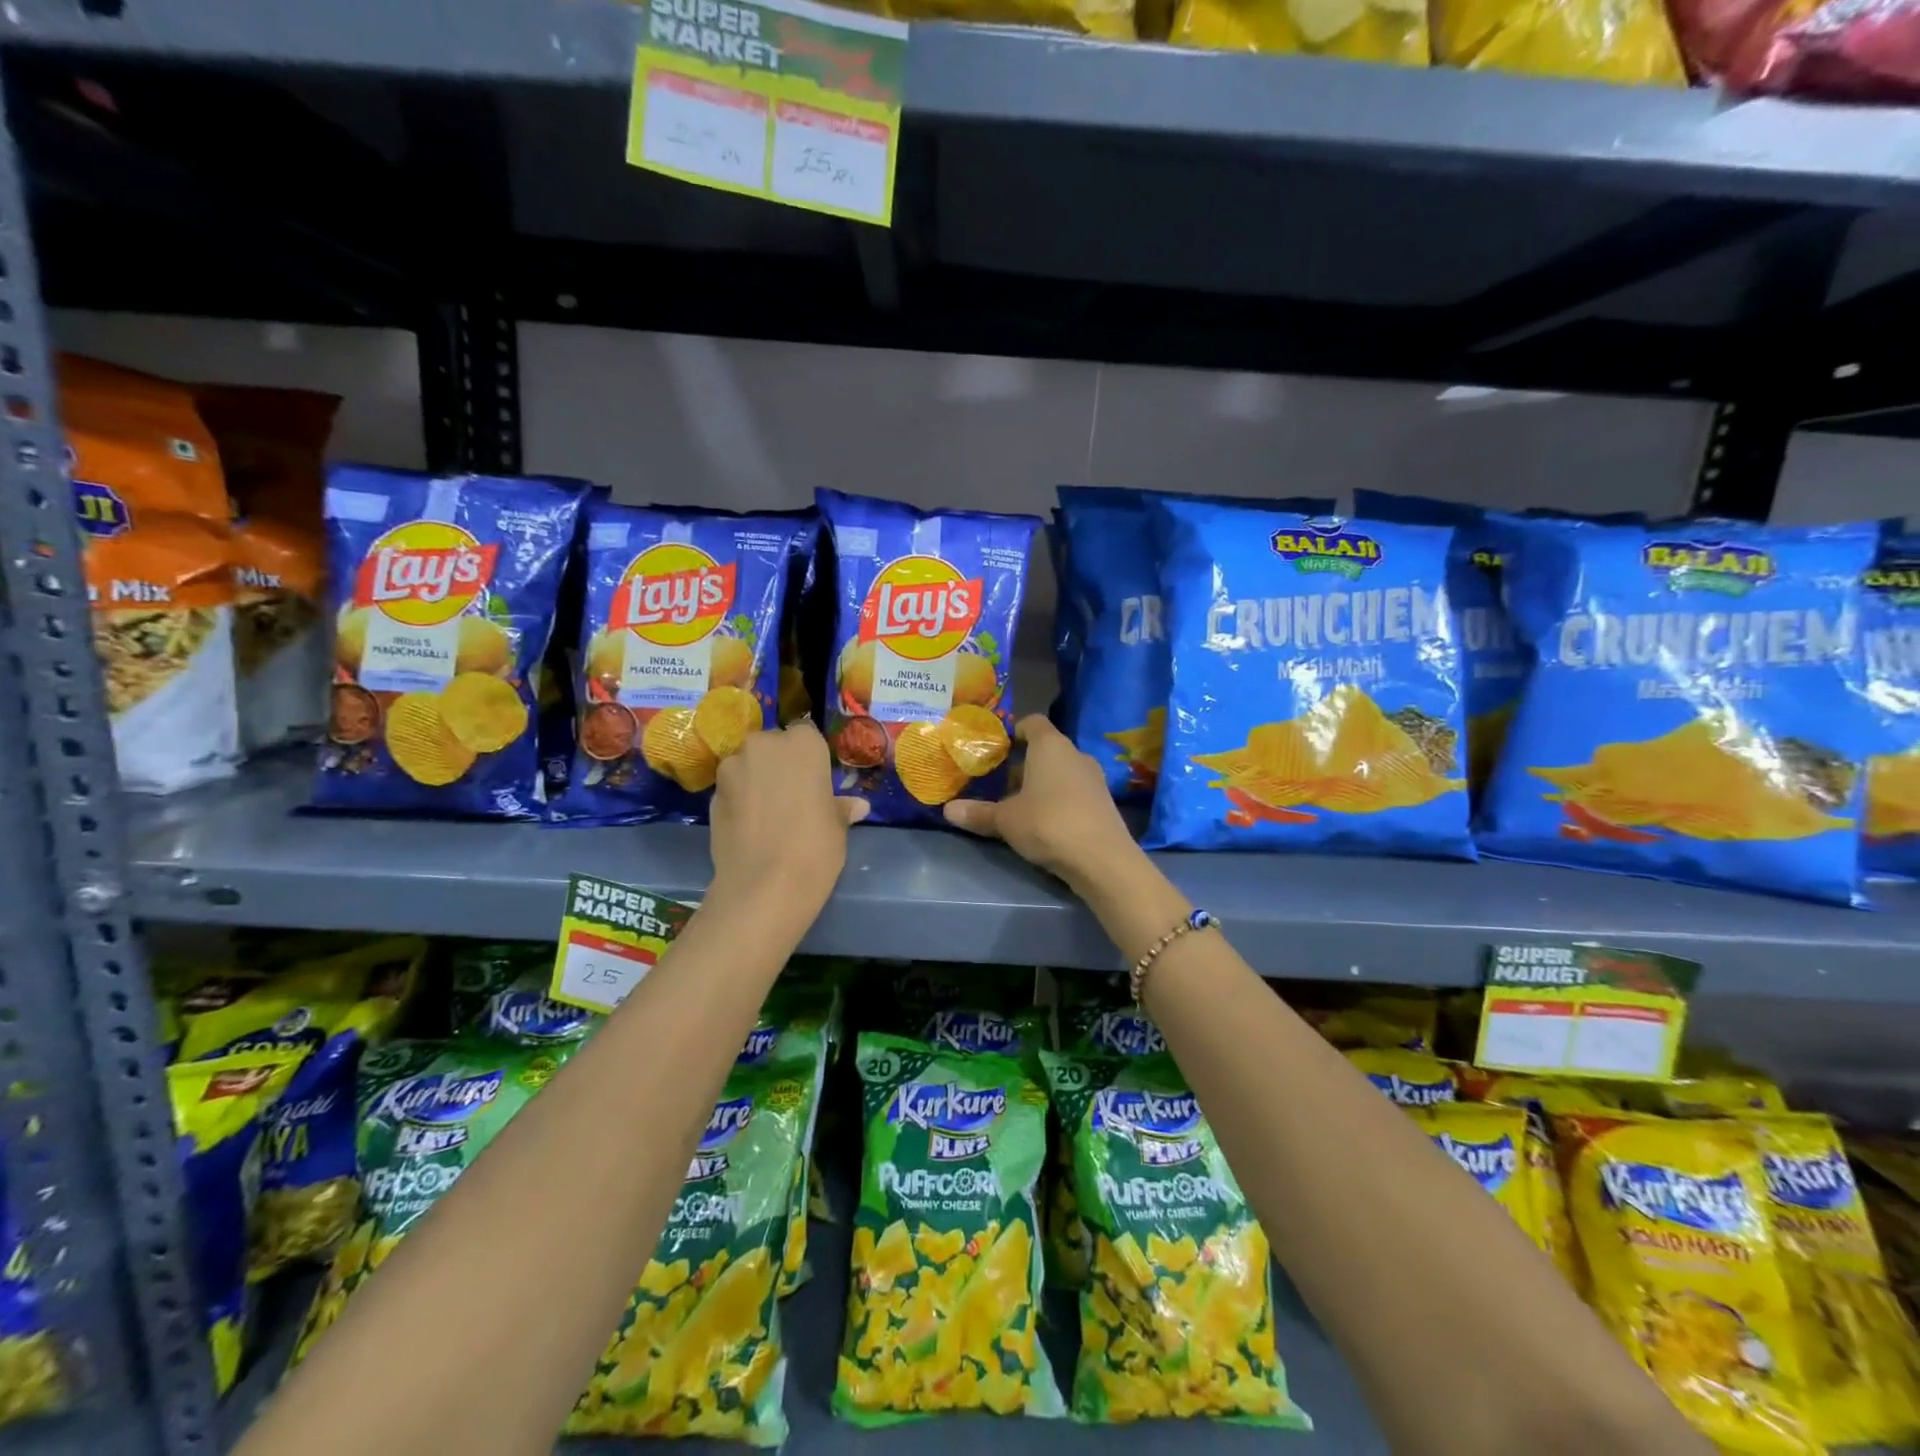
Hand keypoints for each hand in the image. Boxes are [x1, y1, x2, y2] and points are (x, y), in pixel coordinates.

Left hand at [709, 722, 866, 912]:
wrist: (764, 886)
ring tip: (768, 815)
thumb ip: (840, 807)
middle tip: (793, 796)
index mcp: (802, 744)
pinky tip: (750, 828)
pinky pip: (732, 790)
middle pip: (772, 746)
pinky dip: (740, 801)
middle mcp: (763, 745)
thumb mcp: (837, 827)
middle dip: (779, 765)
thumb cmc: (814, 848)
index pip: (807, 735)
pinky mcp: (712, 795)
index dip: (810, 759)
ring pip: (748, 766)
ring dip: (756, 781)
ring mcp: (732, 768)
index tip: (815, 781)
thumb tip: (856, 806)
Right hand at [944, 715, 1137, 888]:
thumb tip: (947, 810)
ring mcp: (1093, 777)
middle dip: (1022, 764)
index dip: (1014, 731)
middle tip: (998, 783)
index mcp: (1050, 745)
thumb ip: (978, 813)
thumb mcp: (1005, 820)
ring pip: (1061, 771)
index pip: (1032, 722)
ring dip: (1041, 784)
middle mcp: (1075, 754)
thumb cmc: (1048, 824)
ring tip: (1018, 805)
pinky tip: (1044, 822)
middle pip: (1046, 749)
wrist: (1102, 859)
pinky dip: (1058, 799)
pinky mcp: (1103, 801)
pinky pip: (1074, 791)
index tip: (996, 748)